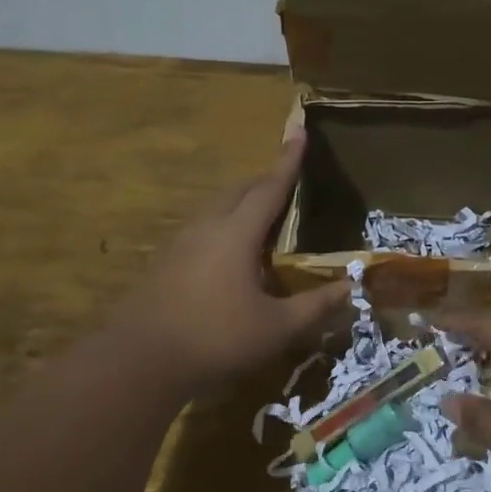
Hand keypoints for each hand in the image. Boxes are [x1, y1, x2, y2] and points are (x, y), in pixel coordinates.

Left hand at [115, 130, 350, 393]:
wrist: (140, 361)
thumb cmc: (216, 339)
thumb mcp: (276, 328)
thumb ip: (315, 306)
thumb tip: (350, 288)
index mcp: (236, 234)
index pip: (269, 187)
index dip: (288, 161)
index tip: (299, 130)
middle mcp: (206, 227)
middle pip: (239, 191)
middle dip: (265, 180)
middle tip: (288, 180)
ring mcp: (180, 243)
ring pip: (217, 208)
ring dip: (242, 202)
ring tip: (263, 213)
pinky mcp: (165, 262)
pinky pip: (203, 228)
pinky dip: (225, 224)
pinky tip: (230, 252)